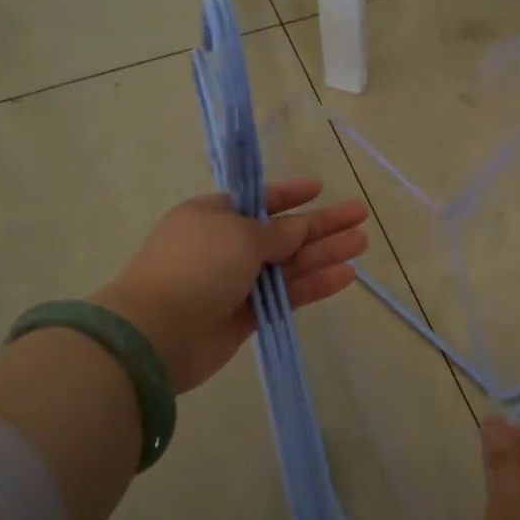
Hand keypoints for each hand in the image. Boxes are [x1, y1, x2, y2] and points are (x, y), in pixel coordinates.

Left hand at [93, 179, 368, 392]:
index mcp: (213, 216)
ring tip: (362, 243)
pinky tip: (344, 275)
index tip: (320, 187)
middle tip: (360, 216)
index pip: (259, 200)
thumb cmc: (196, 266)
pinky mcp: (246, 316)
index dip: (291, 194)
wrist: (157, 333)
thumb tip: (299, 229)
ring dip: (324, 253)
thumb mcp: (240, 236)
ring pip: (289, 265)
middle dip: (321, 224)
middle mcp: (225, 246)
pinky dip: (313, 285)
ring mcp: (236, 283)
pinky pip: (286, 295)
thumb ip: (278, 234)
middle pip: (282, 232)